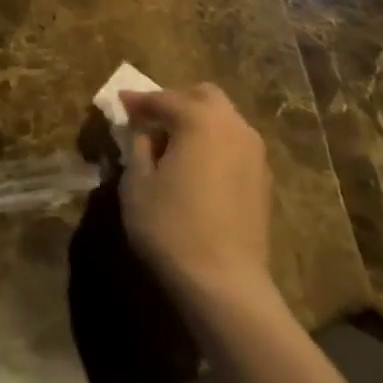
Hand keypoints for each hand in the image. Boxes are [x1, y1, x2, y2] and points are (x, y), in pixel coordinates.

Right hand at [119, 85, 276, 311]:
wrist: (226, 285)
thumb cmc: (171, 227)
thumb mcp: (137, 183)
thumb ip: (139, 146)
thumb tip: (144, 132)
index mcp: (200, 119)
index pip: (163, 99)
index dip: (138, 101)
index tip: (119, 104)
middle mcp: (233, 127)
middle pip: (203, 96)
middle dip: (176, 101)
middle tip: (151, 120)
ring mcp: (255, 154)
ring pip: (224, 120)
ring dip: (197, 122)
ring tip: (172, 145)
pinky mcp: (263, 181)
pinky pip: (234, 146)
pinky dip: (213, 145)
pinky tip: (196, 168)